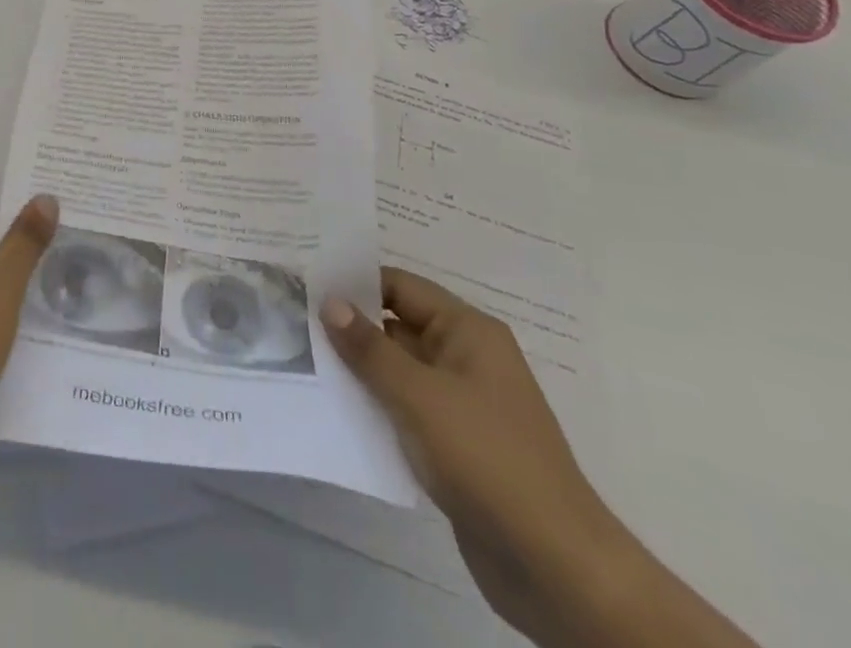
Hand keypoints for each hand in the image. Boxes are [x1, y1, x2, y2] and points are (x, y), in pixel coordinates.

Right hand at [321, 269, 628, 640]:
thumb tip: (329, 301)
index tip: (305, 284)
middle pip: (398, 326)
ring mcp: (464, 404)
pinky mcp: (458, 446)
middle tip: (293, 321)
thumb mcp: (419, 396)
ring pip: (400, 371)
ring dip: (360, 371)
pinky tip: (338, 413)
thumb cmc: (487, 459)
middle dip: (351, 327)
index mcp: (468, 331)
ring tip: (304, 363)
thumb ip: (369, 347)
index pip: (400, 286)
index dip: (354, 283)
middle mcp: (467, 358)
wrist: (557, 567)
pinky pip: (408, 411)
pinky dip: (377, 408)